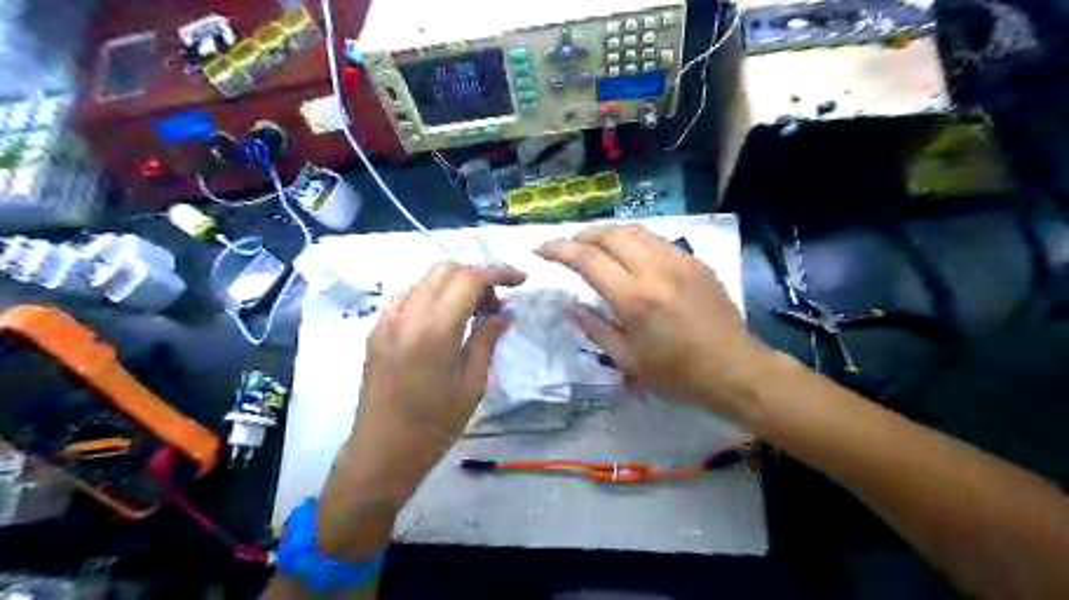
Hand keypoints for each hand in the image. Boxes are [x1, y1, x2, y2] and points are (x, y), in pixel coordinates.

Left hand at [314, 262, 528, 556]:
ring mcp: (387, 320)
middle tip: (495, 304)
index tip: (521, 280)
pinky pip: (410, 297)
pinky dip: (434, 297)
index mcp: (434, 329)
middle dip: (477, 276)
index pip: (469, 278)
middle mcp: (406, 315)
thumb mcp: (472, 383)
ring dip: (455, 285)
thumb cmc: (435, 424)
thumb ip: (487, 339)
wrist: (382, 451)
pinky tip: (446, 322)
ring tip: (474, 313)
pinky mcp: (377, 330)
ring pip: (426, 280)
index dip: (498, 272)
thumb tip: (505, 312)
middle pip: (446, 270)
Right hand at [540, 224, 772, 426]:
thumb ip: (595, 329)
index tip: (541, 249)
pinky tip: (631, 254)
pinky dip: (635, 240)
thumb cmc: (677, 374)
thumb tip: (572, 307)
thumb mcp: (628, 360)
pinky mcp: (696, 262)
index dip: (559, 249)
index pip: (587, 259)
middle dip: (582, 236)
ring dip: (609, 234)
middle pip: (610, 235)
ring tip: (595, 246)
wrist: (735, 369)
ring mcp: (679, 261)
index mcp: (634, 298)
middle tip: (568, 248)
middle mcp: (655, 270)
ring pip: (635, 231)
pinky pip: (658, 240)